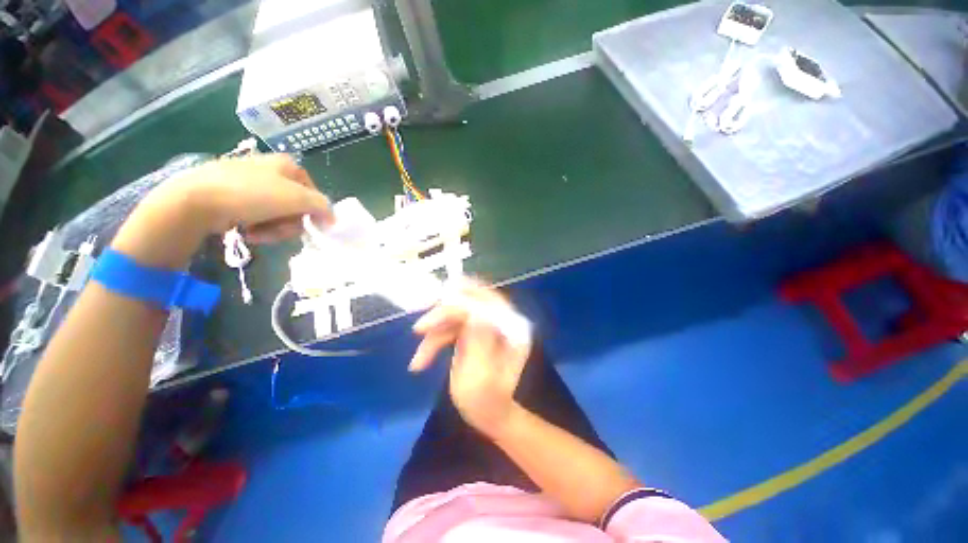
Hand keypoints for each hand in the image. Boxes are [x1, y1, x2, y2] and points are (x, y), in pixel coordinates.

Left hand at [163, 154, 332, 242]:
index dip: (315, 212)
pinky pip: (257, 216)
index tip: (310, 226)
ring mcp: (249, 183)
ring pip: (278, 214)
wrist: (196, 201)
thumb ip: (323, 206)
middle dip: (290, 223)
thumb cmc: (252, 195)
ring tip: (259, 233)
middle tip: (279, 231)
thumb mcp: (297, 199)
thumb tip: (333, 218)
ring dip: (274, 228)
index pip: (315, 193)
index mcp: (287, 165)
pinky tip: (247, 231)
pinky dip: (257, 227)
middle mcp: (270, 171)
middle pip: (296, 206)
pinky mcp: (232, 196)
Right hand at [409, 282, 531, 437]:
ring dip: (434, 334)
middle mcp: (501, 321)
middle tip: (421, 325)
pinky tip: (420, 361)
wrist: (488, 415)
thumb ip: (479, 343)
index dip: (465, 299)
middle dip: (444, 312)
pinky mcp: (472, 330)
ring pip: (455, 314)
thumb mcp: (482, 377)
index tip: (440, 301)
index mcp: (513, 330)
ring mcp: (486, 324)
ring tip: (418, 361)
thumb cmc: (487, 403)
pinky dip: (433, 341)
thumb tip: (473, 312)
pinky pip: (449, 326)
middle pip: (471, 301)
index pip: (489, 303)